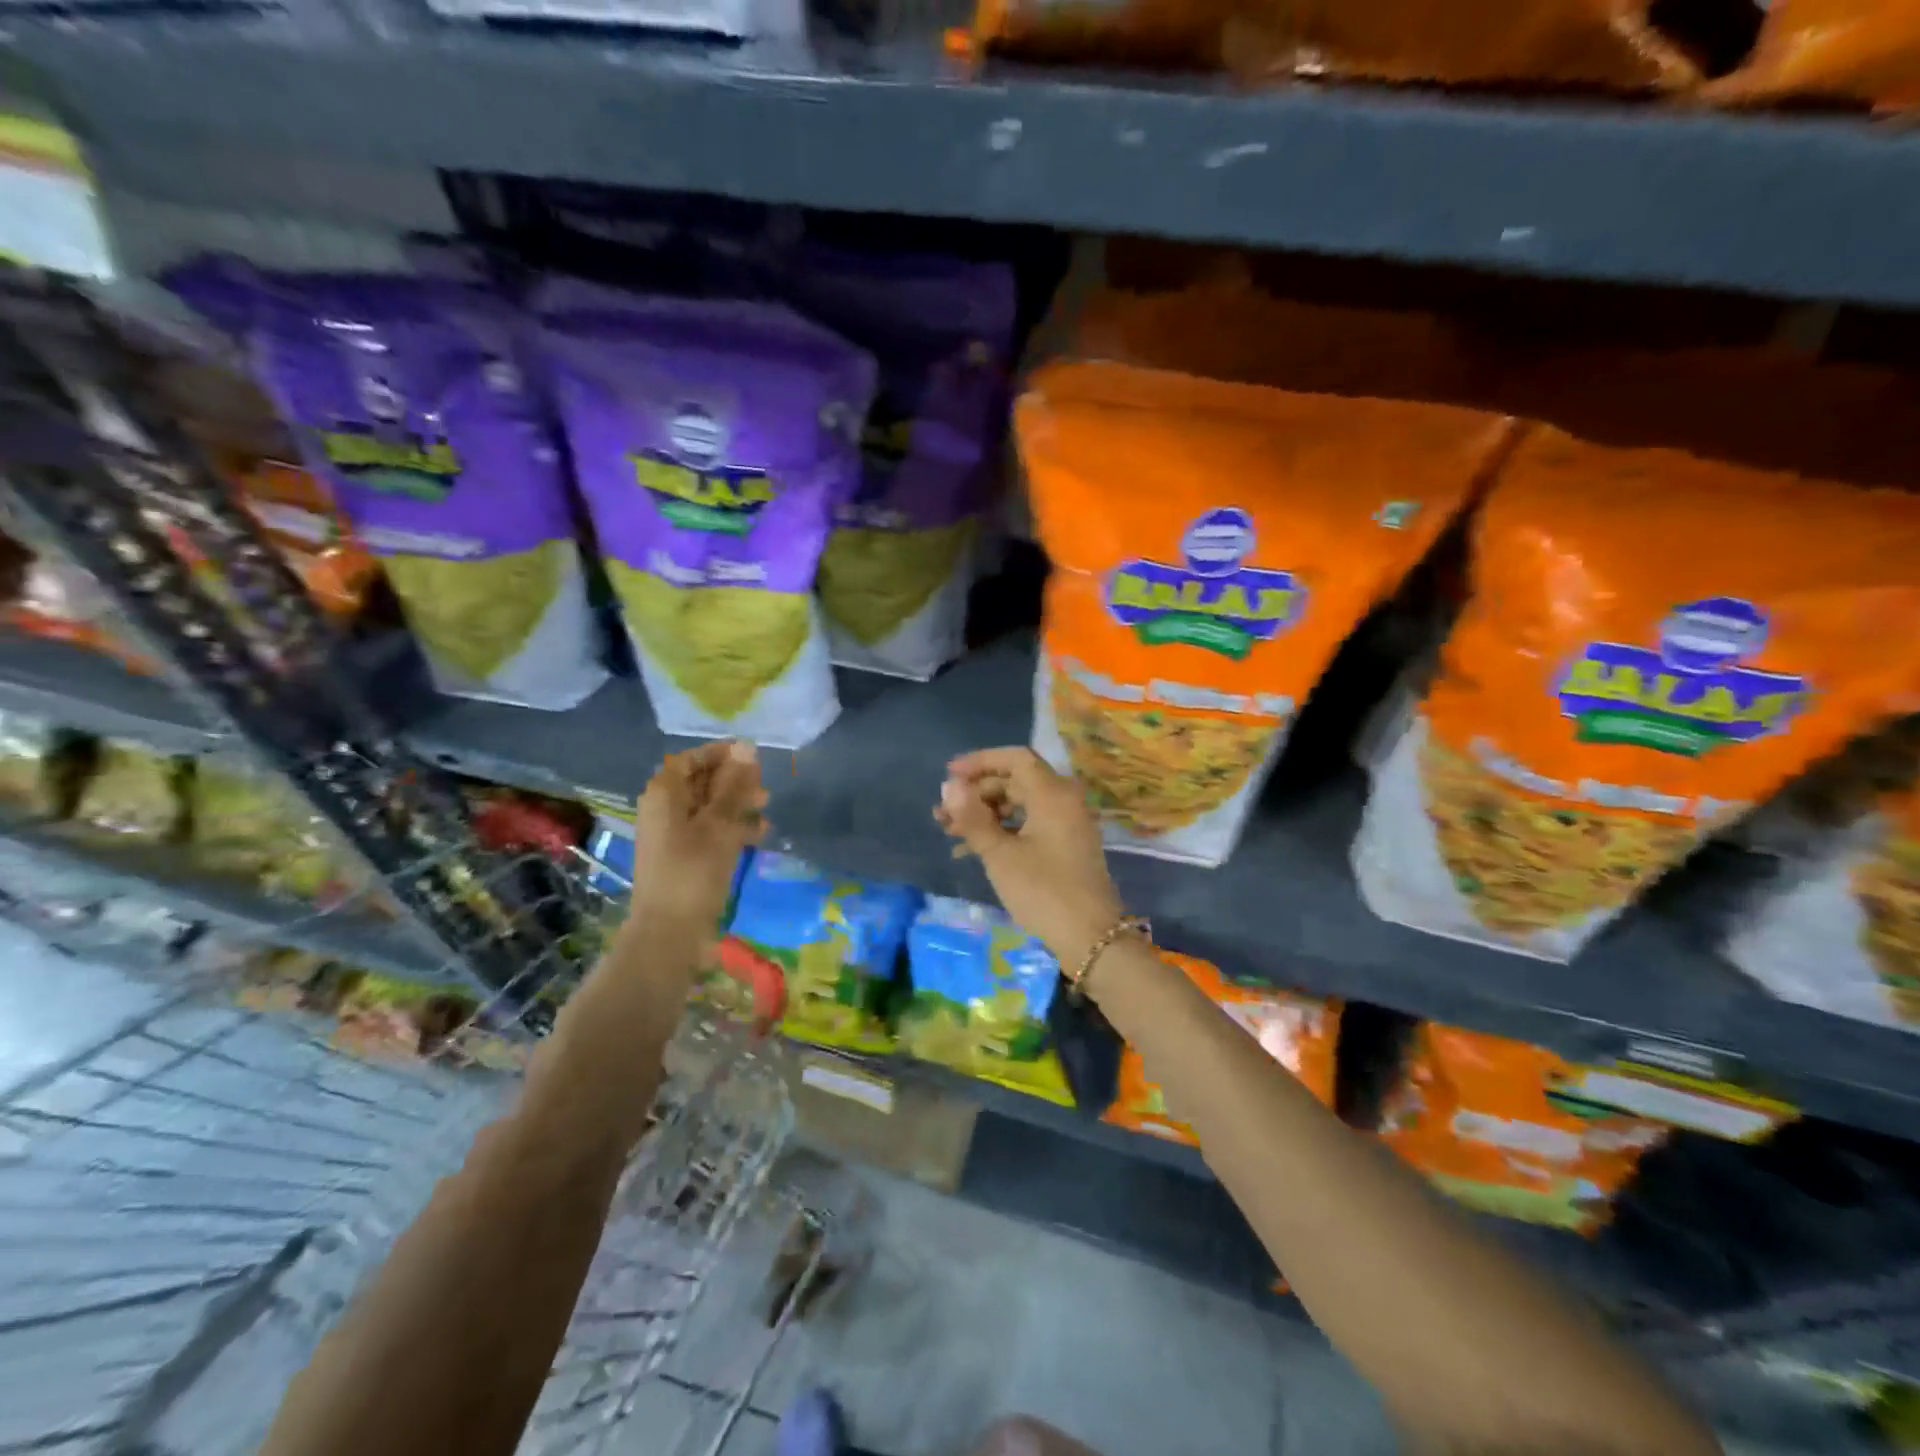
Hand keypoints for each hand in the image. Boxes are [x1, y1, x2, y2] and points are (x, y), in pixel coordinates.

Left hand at [630, 740, 767, 936]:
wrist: (670, 932)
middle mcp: (664, 809)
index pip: (691, 759)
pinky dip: (733, 828)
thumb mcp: (719, 824)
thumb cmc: (693, 871)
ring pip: (709, 807)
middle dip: (734, 781)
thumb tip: (746, 747)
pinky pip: (710, 831)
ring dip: (738, 804)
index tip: (753, 756)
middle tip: (764, 786)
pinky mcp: (685, 857)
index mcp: (664, 794)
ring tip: (767, 809)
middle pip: (701, 781)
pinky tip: (759, 835)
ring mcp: (673, 835)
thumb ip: (734, 786)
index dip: (720, 754)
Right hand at [935, 747, 1124, 966]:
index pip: (1015, 758)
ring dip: (986, 814)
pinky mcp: (1066, 844)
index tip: (949, 775)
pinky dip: (1003, 830)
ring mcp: (1068, 822)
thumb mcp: (1000, 855)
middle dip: (977, 794)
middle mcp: (1064, 800)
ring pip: (1020, 804)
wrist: (1091, 937)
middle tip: (943, 813)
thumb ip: (973, 818)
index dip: (980, 761)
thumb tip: (949, 787)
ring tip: (950, 832)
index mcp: (1053, 793)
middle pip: (1015, 781)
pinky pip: (1030, 823)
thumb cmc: (1043, 891)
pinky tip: (972, 850)